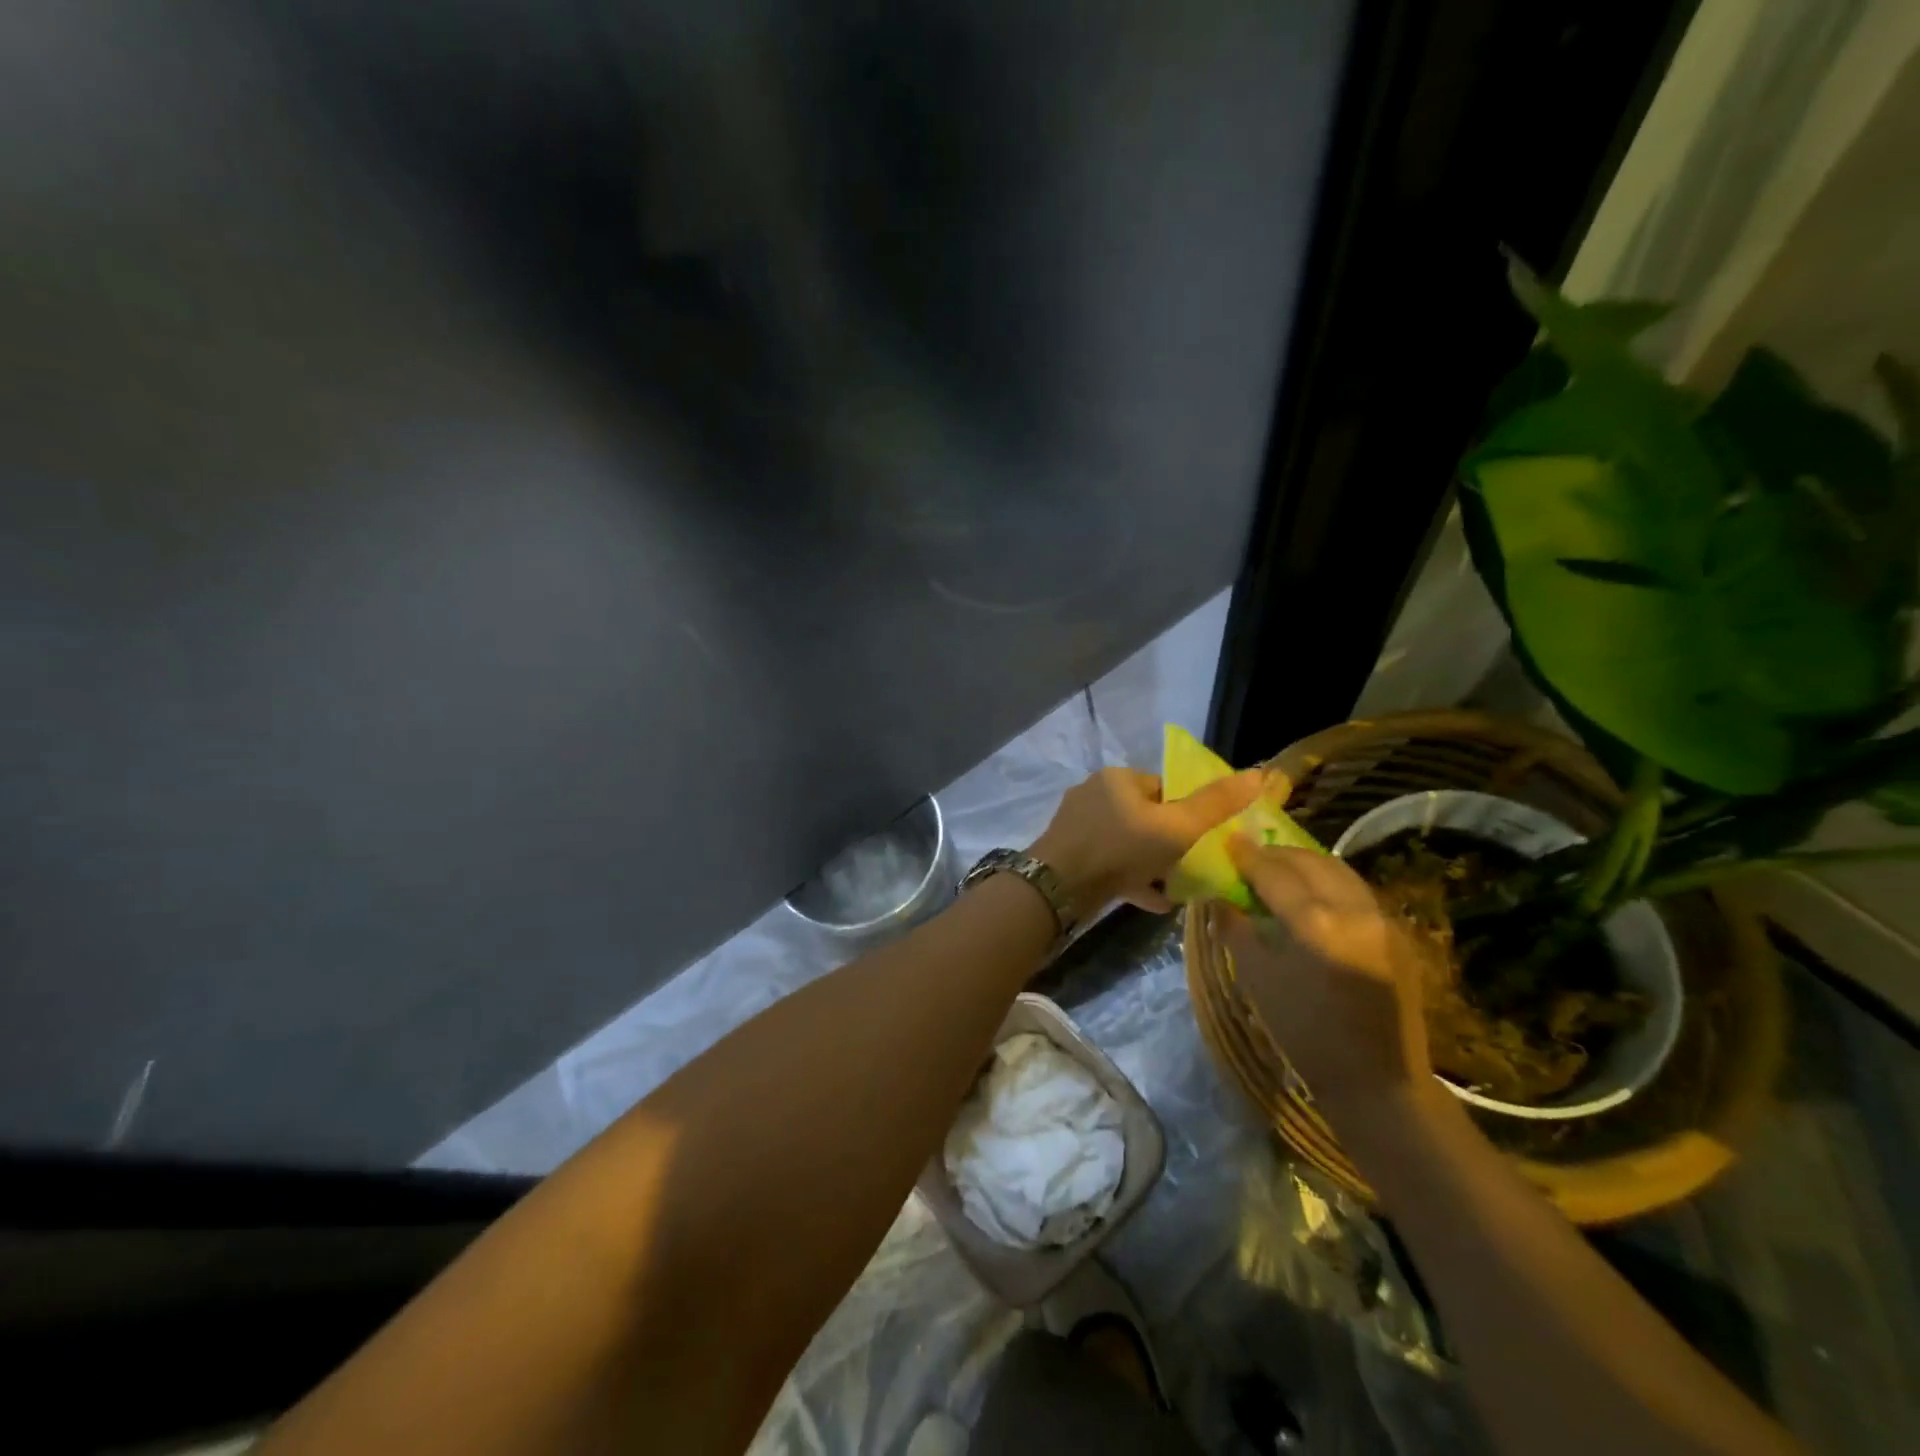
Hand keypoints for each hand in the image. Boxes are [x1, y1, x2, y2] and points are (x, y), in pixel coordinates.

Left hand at [1030, 765, 1261, 919]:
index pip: (1165, 788)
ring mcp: (1079, 824)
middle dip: (1171, 842)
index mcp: (1118, 778)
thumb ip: (1215, 804)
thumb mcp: (1176, 827)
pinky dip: (1133, 878)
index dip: (1188, 813)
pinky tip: (1155, 901)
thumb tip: (1258, 774)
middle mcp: (1095, 793)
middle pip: (1146, 816)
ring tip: (1178, 887)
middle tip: (1192, 866)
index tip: (1204, 840)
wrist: (1058, 887)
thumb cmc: (1121, 848)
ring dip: (1153, 863)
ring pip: (1128, 842)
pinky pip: (1110, 862)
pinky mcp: (1070, 852)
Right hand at [1220, 838, 1433, 1119]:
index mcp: (1315, 924)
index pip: (1275, 872)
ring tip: (1279, 870)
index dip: (1248, 856)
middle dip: (1278, 853)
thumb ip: (1235, 927)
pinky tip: (1310, 896)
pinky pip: (1355, 891)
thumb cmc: (1304, 1033)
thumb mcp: (1255, 979)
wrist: (1377, 1082)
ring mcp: (1382, 920)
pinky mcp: (1397, 934)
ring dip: (1306, 863)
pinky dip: (1327, 882)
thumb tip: (1220, 895)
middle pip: (1311, 861)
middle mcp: (1354, 911)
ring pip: (1338, 871)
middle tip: (1251, 855)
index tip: (1228, 841)